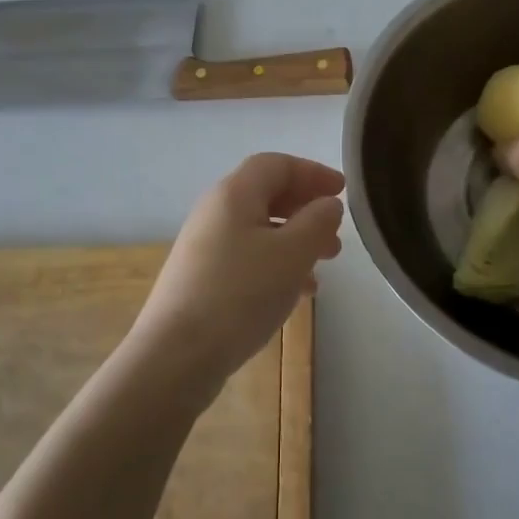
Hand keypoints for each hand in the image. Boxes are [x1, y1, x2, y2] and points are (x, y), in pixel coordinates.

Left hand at [128, 153, 344, 402]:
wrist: (176, 355)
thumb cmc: (241, 293)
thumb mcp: (292, 254)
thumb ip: (317, 222)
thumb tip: (327, 204)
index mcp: (234, 194)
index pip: (276, 164)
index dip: (312, 172)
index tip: (343, 191)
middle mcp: (214, 212)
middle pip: (266, 194)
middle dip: (306, 209)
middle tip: (336, 233)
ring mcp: (204, 246)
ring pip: (259, 229)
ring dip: (295, 240)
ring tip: (324, 265)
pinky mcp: (201, 278)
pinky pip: (247, 257)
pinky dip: (276, 264)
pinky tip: (296, 293)